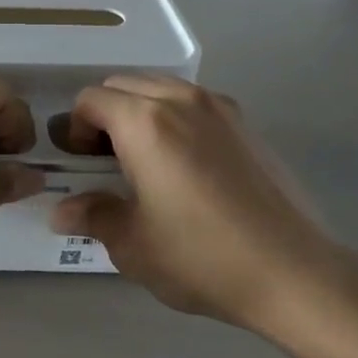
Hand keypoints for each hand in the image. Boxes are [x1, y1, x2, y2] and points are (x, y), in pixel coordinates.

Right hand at [50, 76, 357, 338]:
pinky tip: (185, 165)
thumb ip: (93, 216)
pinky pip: (194, 103)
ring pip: (160, 88)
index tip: (82, 165)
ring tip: (145, 160)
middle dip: (104, 115)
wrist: (294, 273)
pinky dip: (174, 117)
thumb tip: (63, 211)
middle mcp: (180, 101)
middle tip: (106, 162)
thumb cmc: (201, 256)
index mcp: (144, 122)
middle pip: (123, 85)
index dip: (75, 128)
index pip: (91, 100)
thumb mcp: (132, 244)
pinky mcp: (246, 124)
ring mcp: (219, 108)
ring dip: (140, 111)